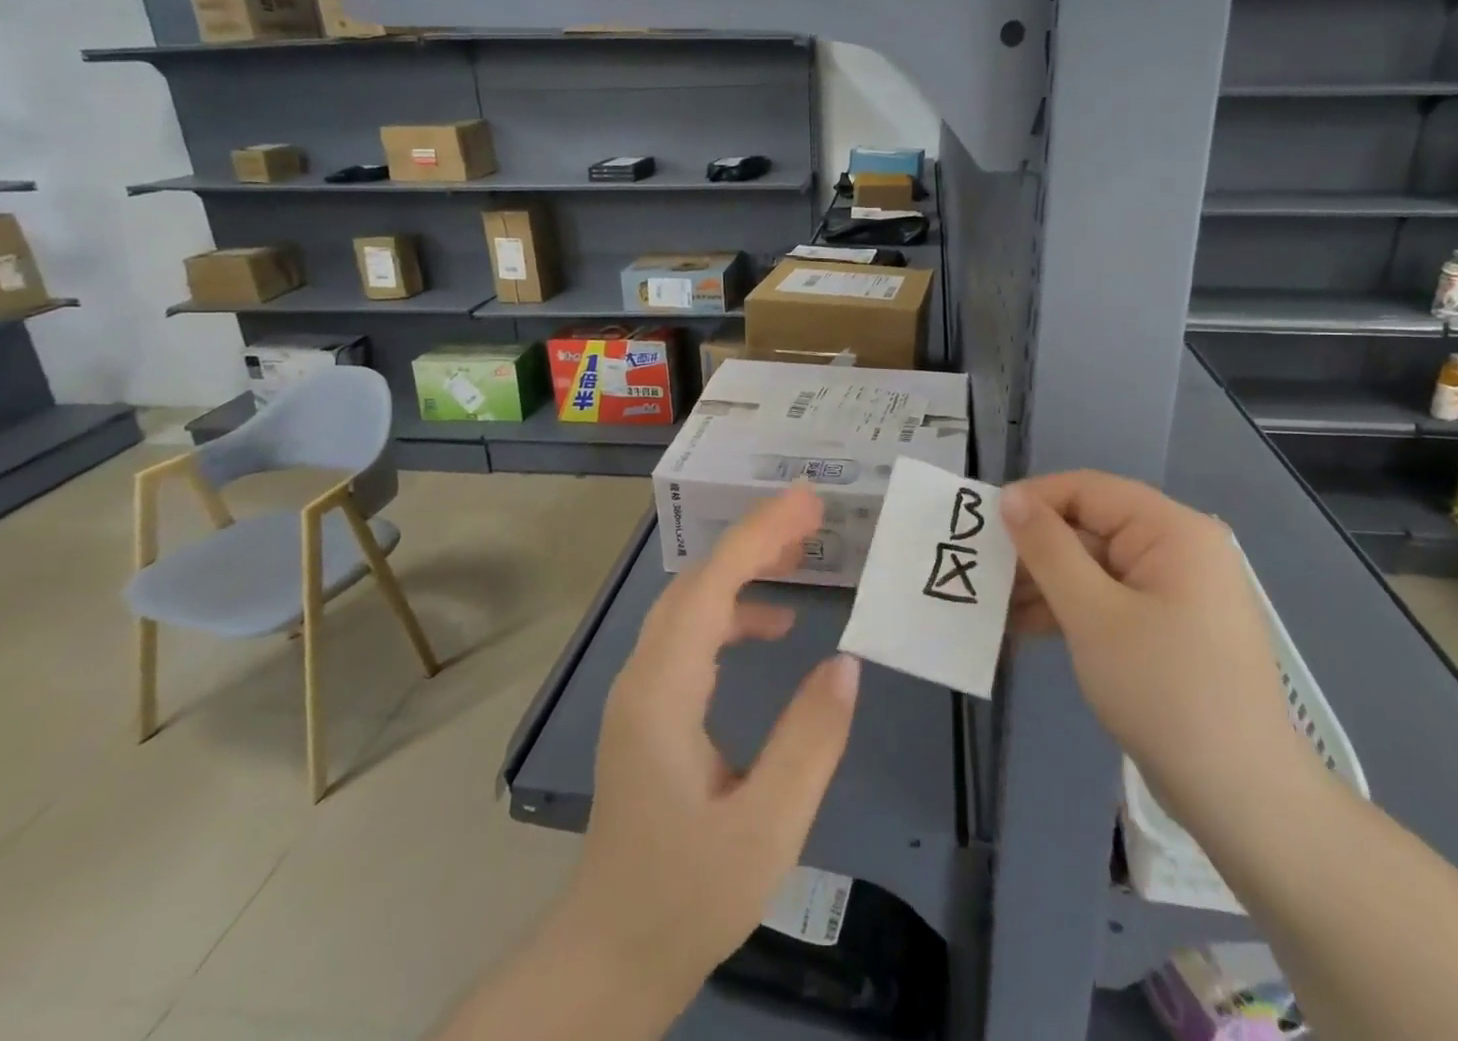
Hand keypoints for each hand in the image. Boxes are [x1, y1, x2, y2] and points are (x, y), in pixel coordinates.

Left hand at [553, 486, 860, 1013]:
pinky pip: (692, 635)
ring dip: (743, 570)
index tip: (807, 501)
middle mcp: (643, 674)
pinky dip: (732, 612)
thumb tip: (846, 662)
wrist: (611, 956)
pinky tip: (773, 628)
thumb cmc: (687, 894)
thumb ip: (809, 739)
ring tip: (799, 557)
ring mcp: (641, 691)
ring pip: (691, 603)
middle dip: (754, 539)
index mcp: (663, 690)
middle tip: (813, 518)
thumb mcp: (766, 826)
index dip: (759, 534)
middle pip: (698, 581)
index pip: (711, 584)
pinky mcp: (650, 709)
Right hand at [1002, 472, 1312, 827]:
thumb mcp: (1092, 613)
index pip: (1088, 490)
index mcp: (1172, 530)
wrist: (1241, 798)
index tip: (982, 527)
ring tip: (991, 608)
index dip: (1033, 501)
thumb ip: (1047, 548)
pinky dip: (1070, 611)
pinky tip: (1022, 629)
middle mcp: (1178, 549)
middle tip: (981, 574)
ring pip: (1094, 567)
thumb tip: (1009, 496)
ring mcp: (1175, 591)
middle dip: (1034, 551)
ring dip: (1045, 585)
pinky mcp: (1168, 627)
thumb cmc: (1164, 690)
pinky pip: (1109, 600)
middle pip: (1090, 528)